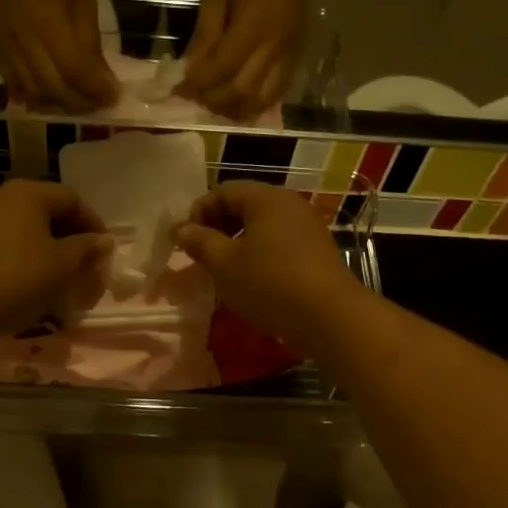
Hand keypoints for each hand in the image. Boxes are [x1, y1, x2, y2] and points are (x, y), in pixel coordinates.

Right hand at [0, 0, 118, 110]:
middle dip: (80, 103)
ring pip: (32, 93)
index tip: (114, 97)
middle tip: (98, 104)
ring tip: (76, 104)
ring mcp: (6, 46)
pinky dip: (33, 98)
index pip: (75, 72)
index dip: (96, 90)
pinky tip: (49, 100)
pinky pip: (13, 84)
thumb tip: (102, 81)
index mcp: (49, 24)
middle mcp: (24, 41)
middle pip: (53, 89)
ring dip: (58, 106)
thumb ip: (90, 44)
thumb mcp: (84, 1)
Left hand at [0, 179, 113, 342]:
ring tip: (63, 276)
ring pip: (27, 228)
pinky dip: (26, 257)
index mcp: (29, 193)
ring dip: (49, 249)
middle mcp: (3, 196)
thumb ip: (86, 248)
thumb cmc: (19, 278)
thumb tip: (103, 240)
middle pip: (48, 211)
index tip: (104, 251)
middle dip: (71, 238)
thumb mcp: (62, 265)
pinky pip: (8, 242)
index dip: (94, 224)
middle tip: (86, 265)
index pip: (72, 199)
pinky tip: (33, 282)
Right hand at [174, 181, 360, 348]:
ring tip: (223, 269)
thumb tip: (179, 228)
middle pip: (244, 205)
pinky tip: (252, 279)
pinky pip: (279, 242)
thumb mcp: (224, 263)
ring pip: (262, 225)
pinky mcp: (316, 250)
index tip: (185, 241)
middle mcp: (288, 204)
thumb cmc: (269, 282)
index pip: (222, 191)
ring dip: (237, 242)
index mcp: (265, 198)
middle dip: (217, 227)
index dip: (198, 212)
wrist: (329, 316)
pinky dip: (259, 253)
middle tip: (201, 255)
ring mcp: (307, 226)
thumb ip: (199, 242)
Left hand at [179, 0, 318, 118]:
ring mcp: (288, 55)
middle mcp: (272, 48)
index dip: (197, 85)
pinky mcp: (297, 56)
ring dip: (236, 109)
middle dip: (214, 101)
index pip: (220, 70)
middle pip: (241, 92)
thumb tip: (191, 70)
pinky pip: (278, 93)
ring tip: (218, 105)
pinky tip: (242, 102)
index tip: (179, 90)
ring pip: (262, 100)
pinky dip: (257, 104)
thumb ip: (204, 35)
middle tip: (196, 98)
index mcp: (251, 28)